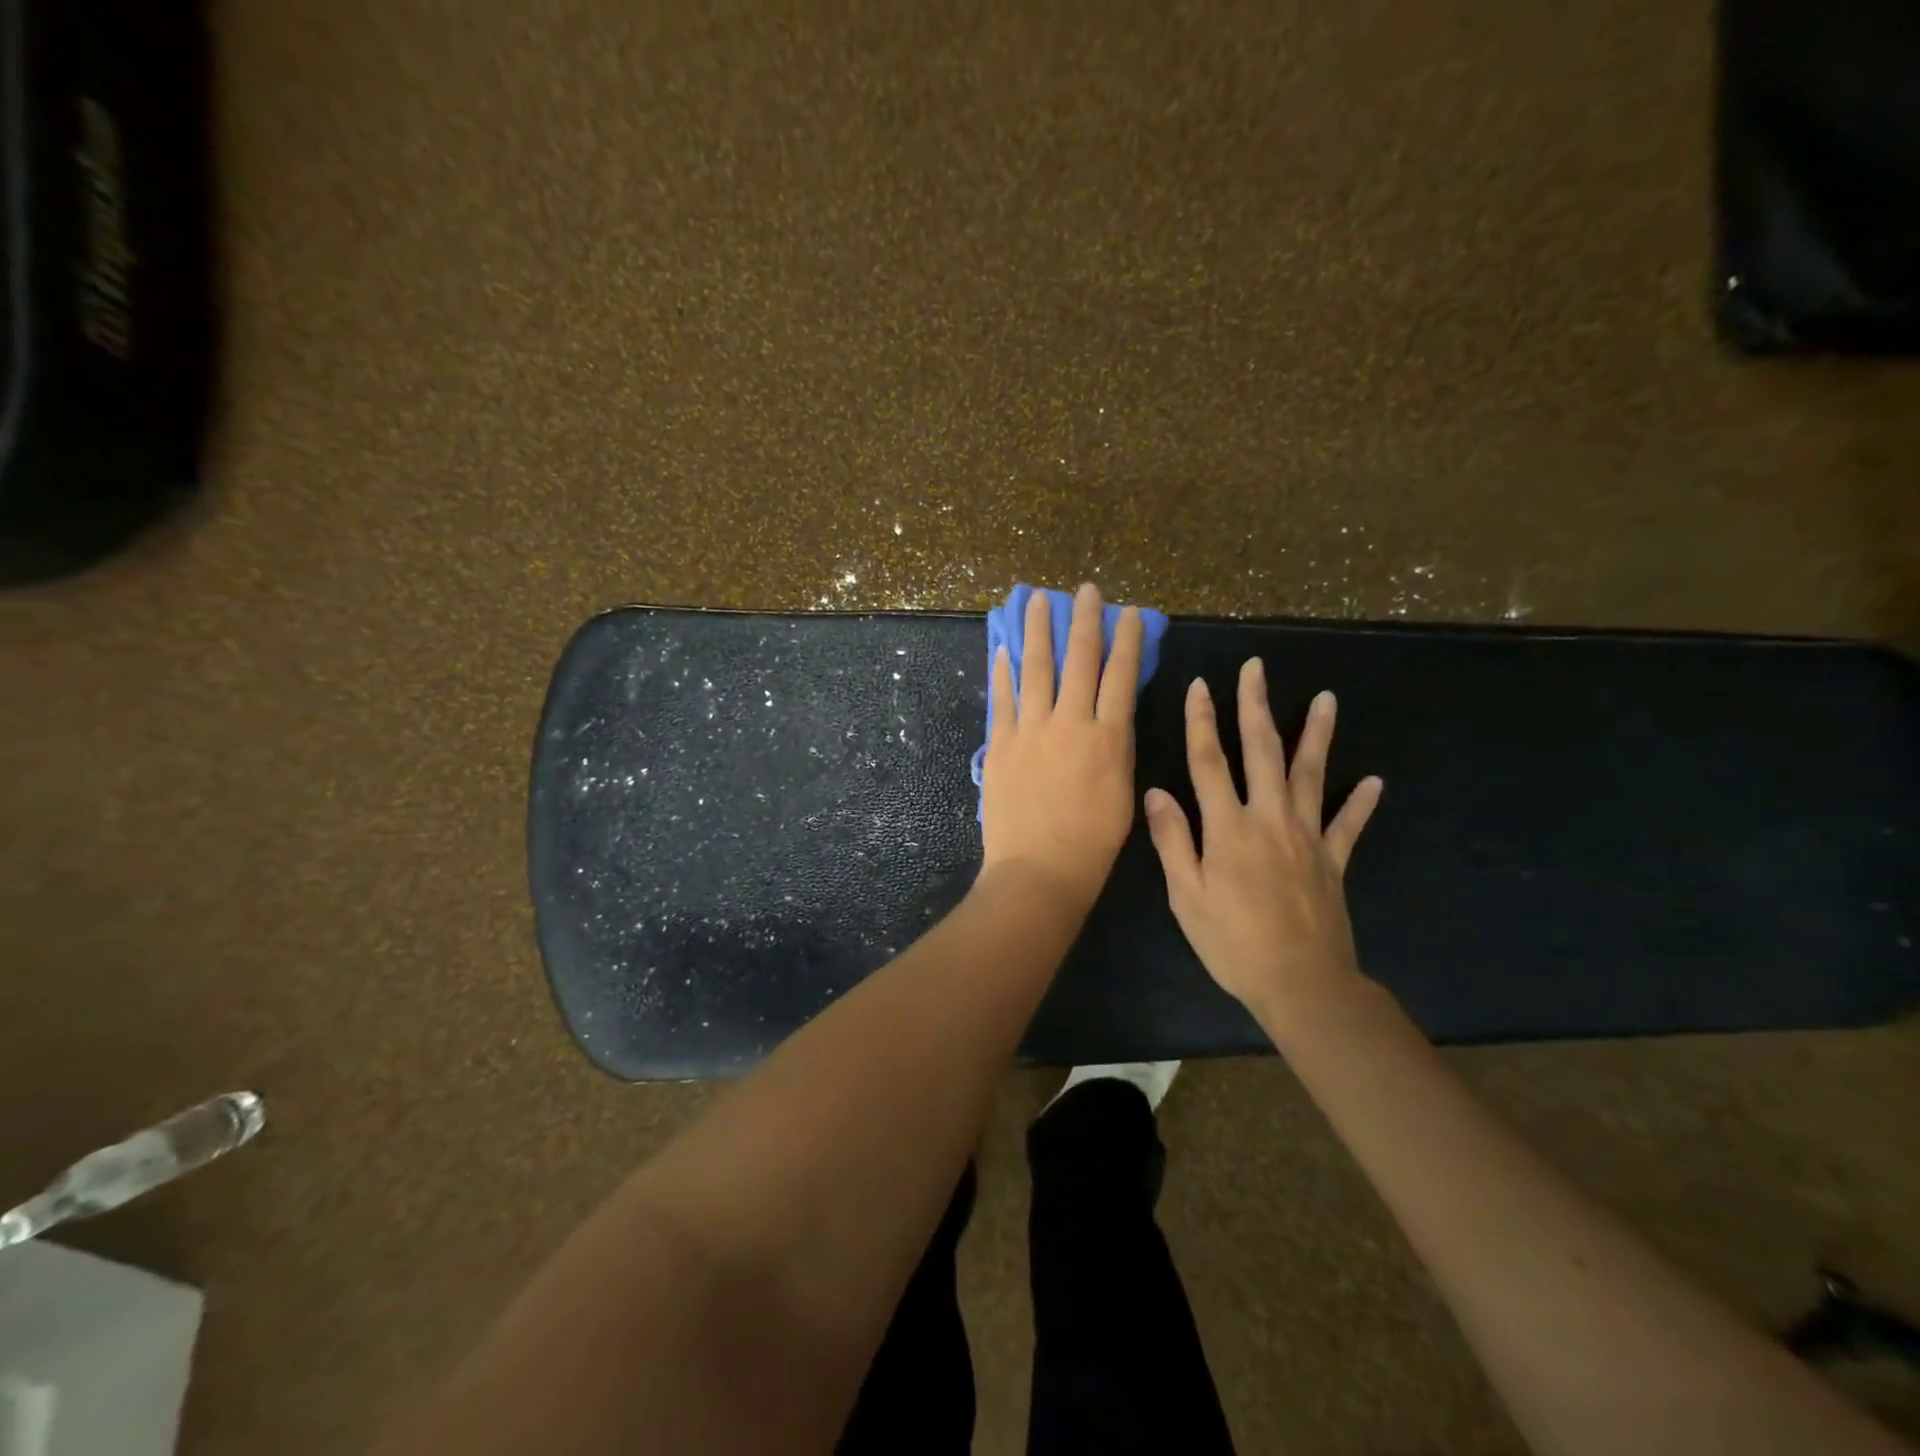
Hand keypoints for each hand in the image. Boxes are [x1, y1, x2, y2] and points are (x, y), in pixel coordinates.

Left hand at [980, 583, 1143, 907]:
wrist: (1040, 870)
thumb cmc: (1092, 843)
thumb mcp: (1122, 792)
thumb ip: (1115, 748)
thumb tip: (1110, 715)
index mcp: (1108, 737)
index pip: (1120, 675)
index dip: (1126, 640)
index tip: (1128, 612)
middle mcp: (1070, 723)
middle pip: (1079, 660)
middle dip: (1083, 620)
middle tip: (1084, 589)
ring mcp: (1030, 731)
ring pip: (1035, 669)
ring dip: (1036, 631)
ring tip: (1035, 599)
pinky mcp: (1000, 745)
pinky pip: (1001, 700)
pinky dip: (1001, 672)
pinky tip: (1001, 648)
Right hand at [1143, 658, 1383, 1014]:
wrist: (1300, 983)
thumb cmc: (1232, 941)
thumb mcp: (1186, 895)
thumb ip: (1172, 839)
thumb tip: (1156, 791)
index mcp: (1228, 827)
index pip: (1209, 761)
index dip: (1201, 721)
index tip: (1200, 685)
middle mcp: (1269, 819)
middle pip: (1261, 752)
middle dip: (1255, 706)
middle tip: (1257, 669)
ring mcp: (1307, 837)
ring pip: (1312, 774)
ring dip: (1317, 734)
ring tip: (1327, 699)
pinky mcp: (1334, 860)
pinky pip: (1349, 824)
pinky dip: (1361, 802)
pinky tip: (1374, 781)